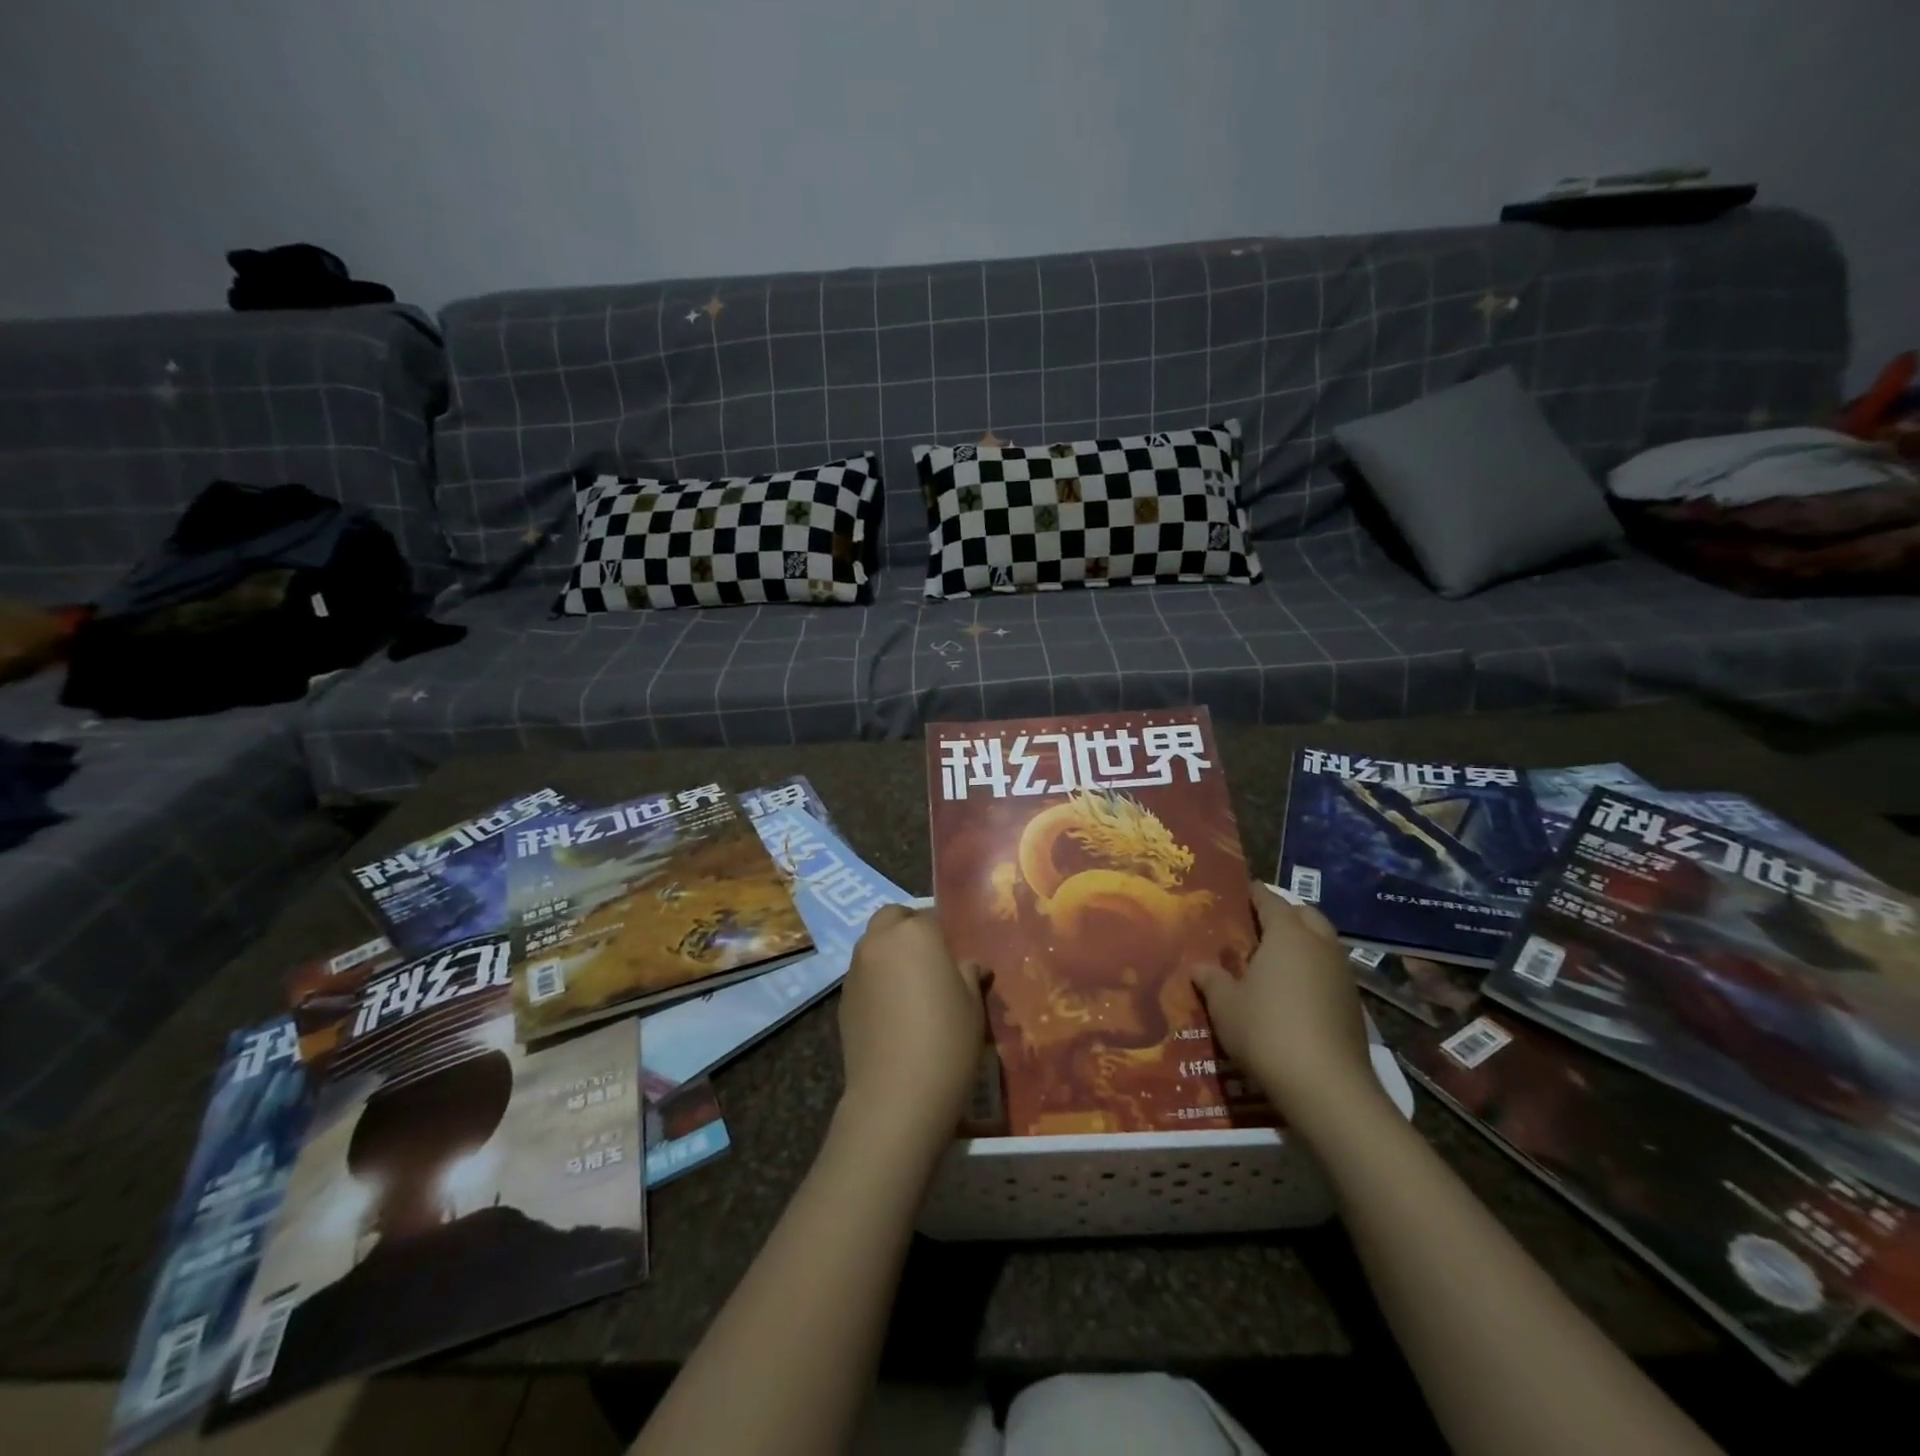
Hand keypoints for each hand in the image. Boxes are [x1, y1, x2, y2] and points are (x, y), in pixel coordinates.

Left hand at [837, 904, 986, 1148]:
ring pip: (873, 945)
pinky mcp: (842, 999)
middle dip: (908, 929)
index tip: (954, 956)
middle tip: (929, 959)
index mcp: (916, 932)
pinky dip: (876, 981)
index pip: (930, 915)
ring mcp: (856, 970)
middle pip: (892, 918)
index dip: (943, 933)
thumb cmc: (947, 1040)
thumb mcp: (973, 1005)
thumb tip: (971, 966)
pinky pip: (863, 976)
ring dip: (889, 953)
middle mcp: (880, 941)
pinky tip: (892, 1013)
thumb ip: (970, 975)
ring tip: (910, 988)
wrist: (896, 1094)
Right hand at [1195, 881, 1386, 1139]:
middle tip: (1256, 925)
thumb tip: (1199, 966)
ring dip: (1302, 943)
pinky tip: (1293, 994)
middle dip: (1284, 913)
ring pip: (1322, 943)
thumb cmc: (1267, 1031)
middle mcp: (1320, 945)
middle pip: (1304, 914)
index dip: (1253, 893)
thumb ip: (1212, 980)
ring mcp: (1343, 975)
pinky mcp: (1353, 1005)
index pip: (1269, 899)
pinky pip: (1329, 972)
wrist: (1328, 1088)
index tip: (1238, 891)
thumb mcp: (1225, 1006)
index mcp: (1287, 934)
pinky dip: (1312, 972)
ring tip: (1273, 960)